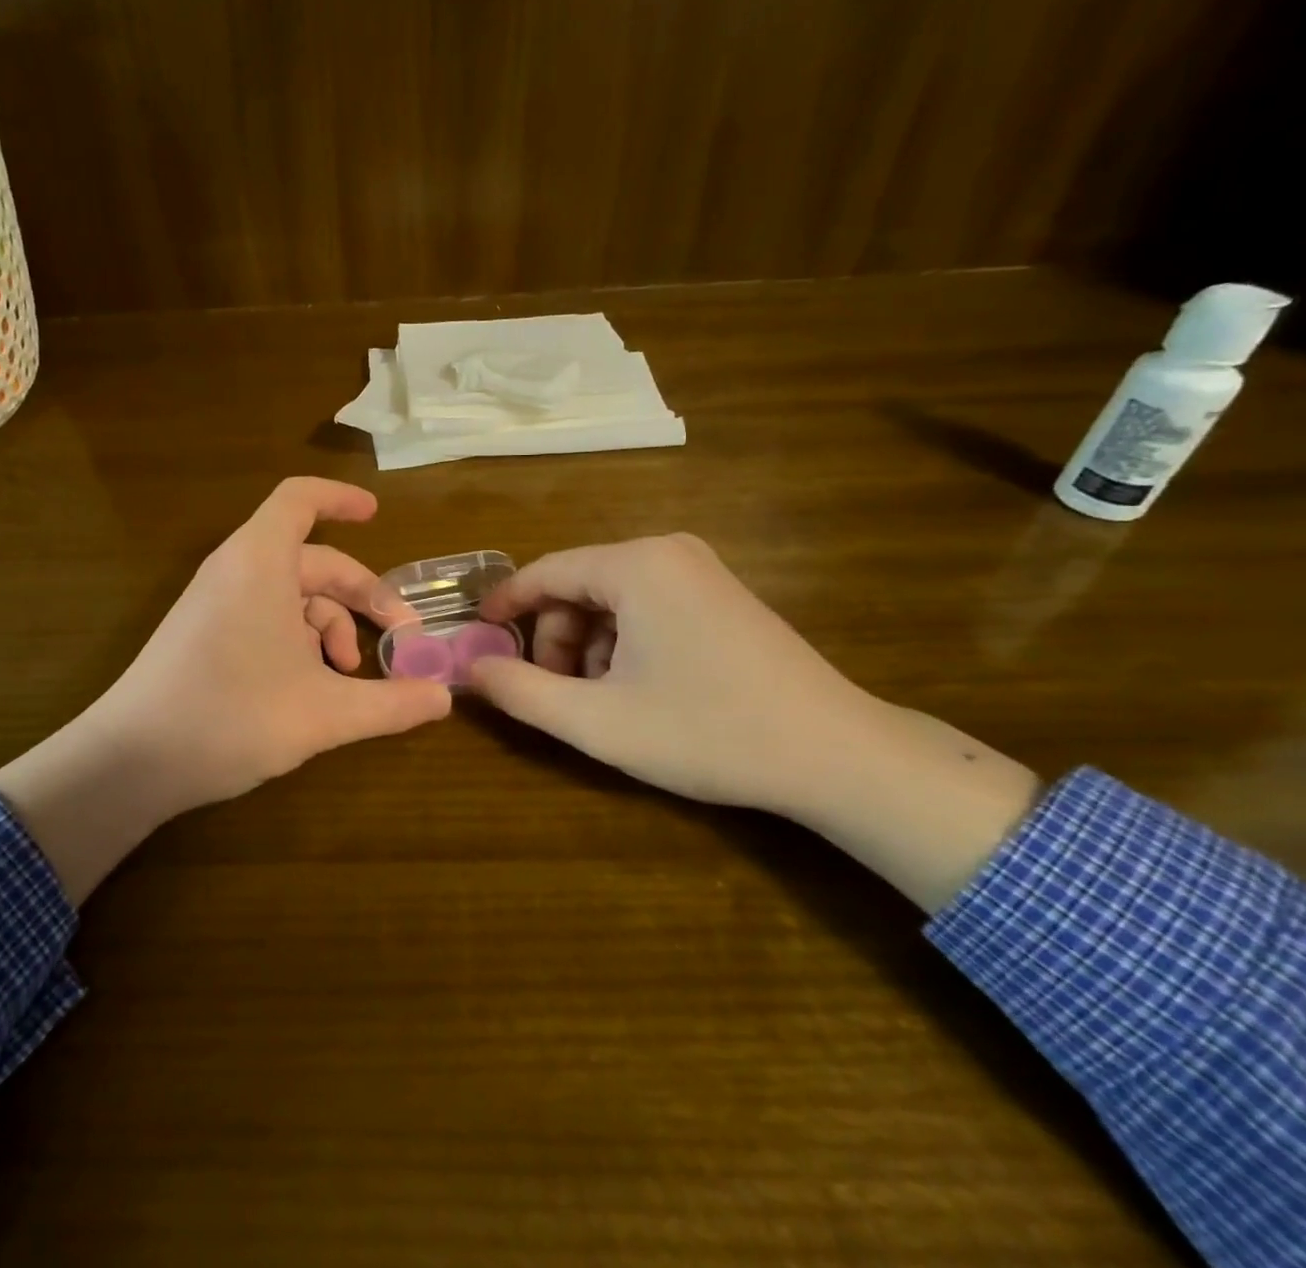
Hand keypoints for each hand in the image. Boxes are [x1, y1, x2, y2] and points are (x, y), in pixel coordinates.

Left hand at [0, 478, 450, 899]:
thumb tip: (444, 698)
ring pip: (291, 595)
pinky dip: (299, 640)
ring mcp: (216, 603)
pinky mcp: (204, 634)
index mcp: (261, 562)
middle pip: (312, 560)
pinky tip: (313, 687)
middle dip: (361, 594)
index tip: (377, 515)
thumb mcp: (324, 713)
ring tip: (351, 675)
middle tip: (402, 637)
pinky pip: (265, 617)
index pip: (300, 499)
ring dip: (332, 626)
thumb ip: (390, 704)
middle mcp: (236, 571)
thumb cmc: (231, 716)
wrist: (130, 761)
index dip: (341, 498)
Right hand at [469, 535, 1039, 910]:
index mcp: (635, 564)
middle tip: (556, 695)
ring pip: (611, 599)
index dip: (505, 606)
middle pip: (577, 586)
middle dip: (555, 640)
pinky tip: (640, 690)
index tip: (477, 639)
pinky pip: (647, 606)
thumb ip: (520, 692)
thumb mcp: (597, 721)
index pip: (545, 571)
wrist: (838, 755)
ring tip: (602, 702)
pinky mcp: (722, 596)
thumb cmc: (708, 731)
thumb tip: (467, 670)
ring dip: (589, 647)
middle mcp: (667, 551)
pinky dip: (625, 643)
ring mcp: (701, 571)